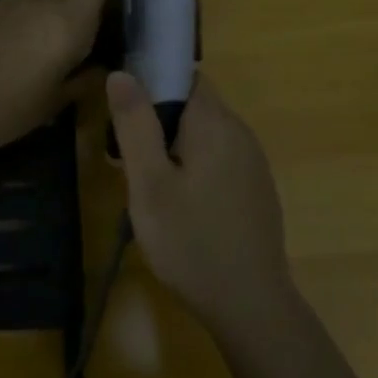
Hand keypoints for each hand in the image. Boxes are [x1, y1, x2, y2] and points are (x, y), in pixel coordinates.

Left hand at [0, 0, 109, 157]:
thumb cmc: (10, 109)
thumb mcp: (55, 102)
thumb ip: (83, 80)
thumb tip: (100, 70)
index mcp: (69, 19)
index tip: (117, 12)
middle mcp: (43, 0)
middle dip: (79, 20)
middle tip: (80, 54)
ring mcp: (10, 2)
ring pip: (43, 6)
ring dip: (49, 24)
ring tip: (44, 60)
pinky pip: (19, 13)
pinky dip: (25, 28)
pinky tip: (15, 58)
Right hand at [107, 71, 295, 330]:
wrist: (249, 304)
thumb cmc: (190, 242)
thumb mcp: (150, 184)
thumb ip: (135, 126)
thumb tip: (121, 73)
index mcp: (215, 124)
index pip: (182, 77)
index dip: (149, 84)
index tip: (123, 116)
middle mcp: (241, 133)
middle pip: (193, 104)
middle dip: (158, 121)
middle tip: (130, 160)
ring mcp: (252, 162)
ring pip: (204, 134)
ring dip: (174, 146)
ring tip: (150, 186)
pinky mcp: (255, 187)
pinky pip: (218, 158)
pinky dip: (194, 166)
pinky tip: (180, 204)